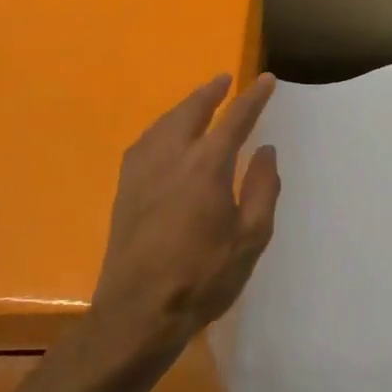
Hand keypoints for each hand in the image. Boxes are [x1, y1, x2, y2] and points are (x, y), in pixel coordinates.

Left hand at [89, 73, 280, 357]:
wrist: (138, 312)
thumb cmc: (203, 277)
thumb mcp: (250, 238)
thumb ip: (261, 189)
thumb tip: (265, 151)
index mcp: (206, 166)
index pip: (235, 119)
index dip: (253, 98)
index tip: (266, 80)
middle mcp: (171, 158)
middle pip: (191, 111)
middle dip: (210, 92)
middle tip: (225, 79)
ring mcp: (142, 172)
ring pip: (164, 124)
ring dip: (184, 107)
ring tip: (198, 101)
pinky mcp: (125, 189)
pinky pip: (145, 143)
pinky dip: (161, 128)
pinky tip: (163, 137)